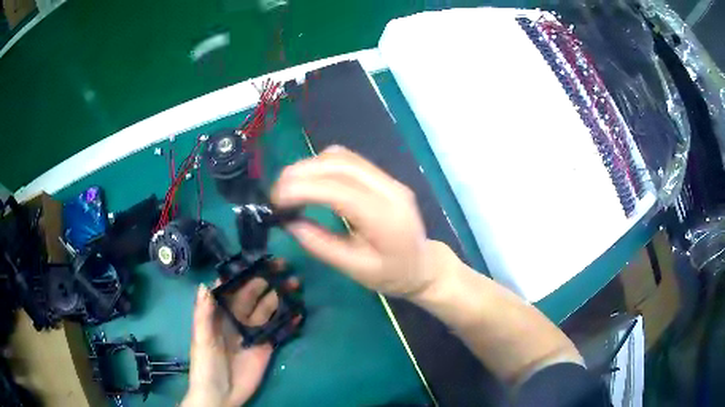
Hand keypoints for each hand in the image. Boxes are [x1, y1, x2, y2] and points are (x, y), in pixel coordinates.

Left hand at [182, 260, 299, 406]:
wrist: (221, 395)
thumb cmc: (206, 365)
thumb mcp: (201, 339)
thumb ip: (203, 313)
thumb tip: (205, 283)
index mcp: (220, 314)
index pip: (232, 289)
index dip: (243, 274)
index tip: (257, 259)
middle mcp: (237, 319)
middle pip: (253, 296)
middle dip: (266, 281)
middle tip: (284, 267)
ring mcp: (254, 333)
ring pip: (268, 310)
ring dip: (280, 297)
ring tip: (295, 284)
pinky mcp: (266, 347)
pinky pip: (278, 331)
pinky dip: (289, 322)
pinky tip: (299, 314)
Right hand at [271, 145, 442, 297]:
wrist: (423, 265)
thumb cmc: (391, 274)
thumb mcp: (355, 270)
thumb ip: (322, 245)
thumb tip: (289, 223)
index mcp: (386, 218)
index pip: (340, 190)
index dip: (304, 188)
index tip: (276, 199)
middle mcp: (389, 189)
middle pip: (340, 164)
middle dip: (301, 172)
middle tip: (276, 193)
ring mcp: (388, 179)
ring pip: (343, 157)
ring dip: (310, 165)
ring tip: (289, 187)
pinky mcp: (383, 177)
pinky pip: (349, 160)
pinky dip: (323, 165)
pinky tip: (310, 181)